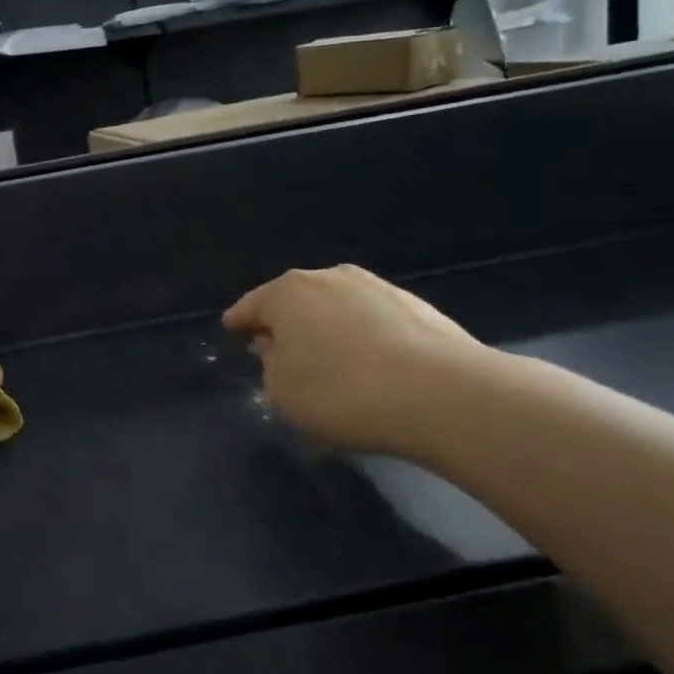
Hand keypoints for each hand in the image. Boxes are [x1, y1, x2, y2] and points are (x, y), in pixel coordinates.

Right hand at [222, 265, 486, 457]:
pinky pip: (371, 322)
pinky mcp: (416, 306)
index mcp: (287, 293)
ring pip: (335, 308)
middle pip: (295, 301)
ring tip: (328, 361)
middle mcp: (329, 278)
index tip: (231, 328)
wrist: (443, 395)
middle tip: (277, 348)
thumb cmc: (342, 391)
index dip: (239, 320)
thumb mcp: (281, 390)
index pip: (252, 305)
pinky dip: (362, 339)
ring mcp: (376, 287)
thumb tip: (281, 349)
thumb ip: (271, 365)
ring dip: (326, 329)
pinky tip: (369, 366)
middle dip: (285, 323)